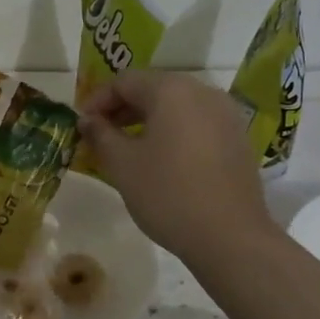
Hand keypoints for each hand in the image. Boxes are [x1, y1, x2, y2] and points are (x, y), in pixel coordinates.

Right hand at [78, 70, 277, 261]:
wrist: (230, 237)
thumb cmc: (168, 194)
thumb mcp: (122, 164)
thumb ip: (100, 134)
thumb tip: (87, 120)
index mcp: (172, 90)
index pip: (124, 81)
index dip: (97, 101)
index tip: (81, 126)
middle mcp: (203, 92)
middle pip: (153, 89)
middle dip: (122, 110)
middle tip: (100, 137)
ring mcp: (226, 115)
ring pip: (177, 107)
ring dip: (148, 121)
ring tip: (128, 149)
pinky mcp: (238, 139)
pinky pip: (197, 124)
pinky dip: (174, 132)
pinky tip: (162, 160)